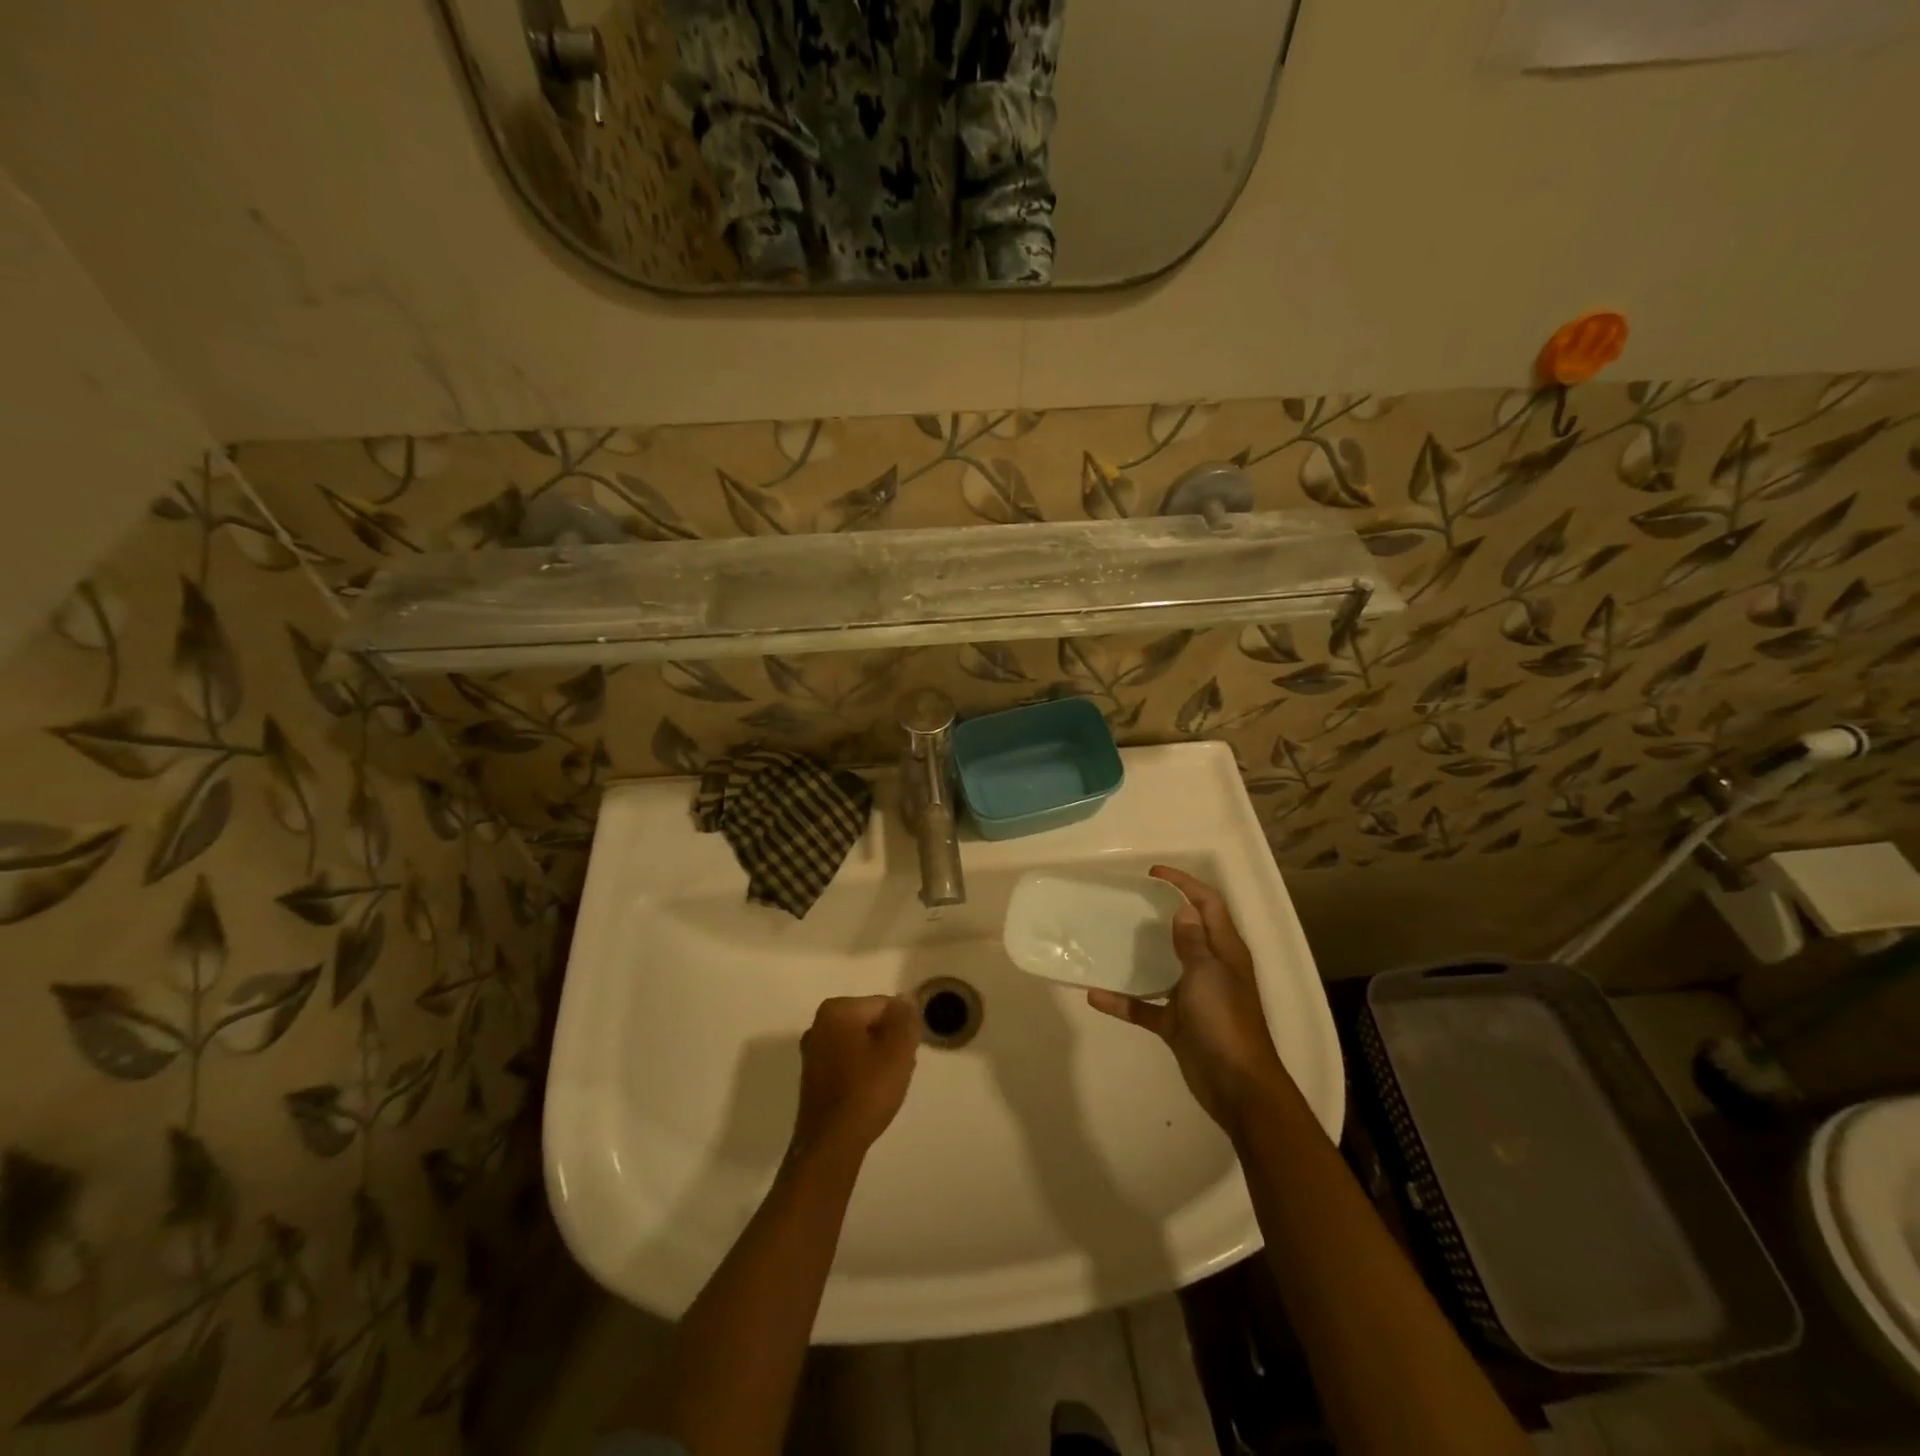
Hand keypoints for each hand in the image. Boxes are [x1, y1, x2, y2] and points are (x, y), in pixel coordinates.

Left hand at [791, 996, 918, 1164]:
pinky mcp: (812, 1076)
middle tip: (898, 1069)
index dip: (901, 1028)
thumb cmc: (867, 1091)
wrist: (831, 1144)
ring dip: (876, 1058)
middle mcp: (818, 1023)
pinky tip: (868, 1094)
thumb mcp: (898, 1050)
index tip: (907, 1053)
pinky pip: (846, 1062)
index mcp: (837, 1009)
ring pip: (859, 1043)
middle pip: (870, 1023)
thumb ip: (905, 1019)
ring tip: (885, 1085)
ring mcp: (812, 1051)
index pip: (884, 1005)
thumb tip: (905, 999)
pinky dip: (860, 1072)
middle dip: (888, 1042)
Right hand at [1087, 866, 1286, 1135]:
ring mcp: (1194, 998)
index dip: (1185, 884)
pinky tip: (1096, 996)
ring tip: (1110, 939)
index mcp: (1225, 951)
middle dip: (1162, 913)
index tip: (1154, 874)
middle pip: (1187, 932)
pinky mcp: (1178, 1024)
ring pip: (1164, 967)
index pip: (1209, 904)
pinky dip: (1124, 1002)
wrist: (1236, 1085)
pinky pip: (1146, 1006)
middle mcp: (1211, 969)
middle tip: (1129, 902)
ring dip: (1140, 956)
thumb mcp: (1207, 973)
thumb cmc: (1224, 1021)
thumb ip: (1193, 941)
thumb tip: (1183, 909)